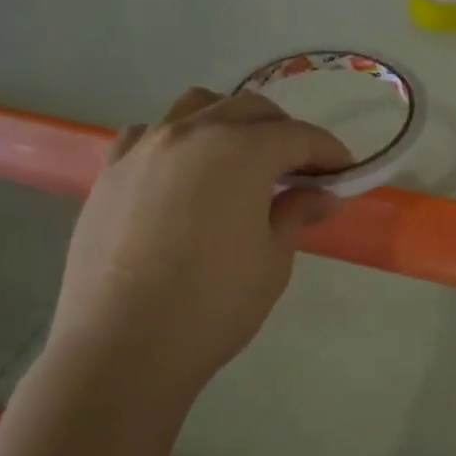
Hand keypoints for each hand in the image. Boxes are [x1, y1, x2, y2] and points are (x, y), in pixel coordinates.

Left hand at [47, 87, 351, 395]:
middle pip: (249, 110)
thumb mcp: (272, 260)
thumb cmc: (213, 306)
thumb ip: (296, 214)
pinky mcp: (110, 172)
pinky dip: (177, 140)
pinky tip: (184, 173)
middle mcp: (190, 134)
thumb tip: (322, 194)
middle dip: (284, 132)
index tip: (345, 171)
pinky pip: (149, 135)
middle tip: (301, 169)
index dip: (328, 151)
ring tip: (242, 159)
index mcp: (238, 152)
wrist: (123, 347)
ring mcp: (144, 149)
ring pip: (196, 108)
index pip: (297, 136)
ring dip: (230, 123)